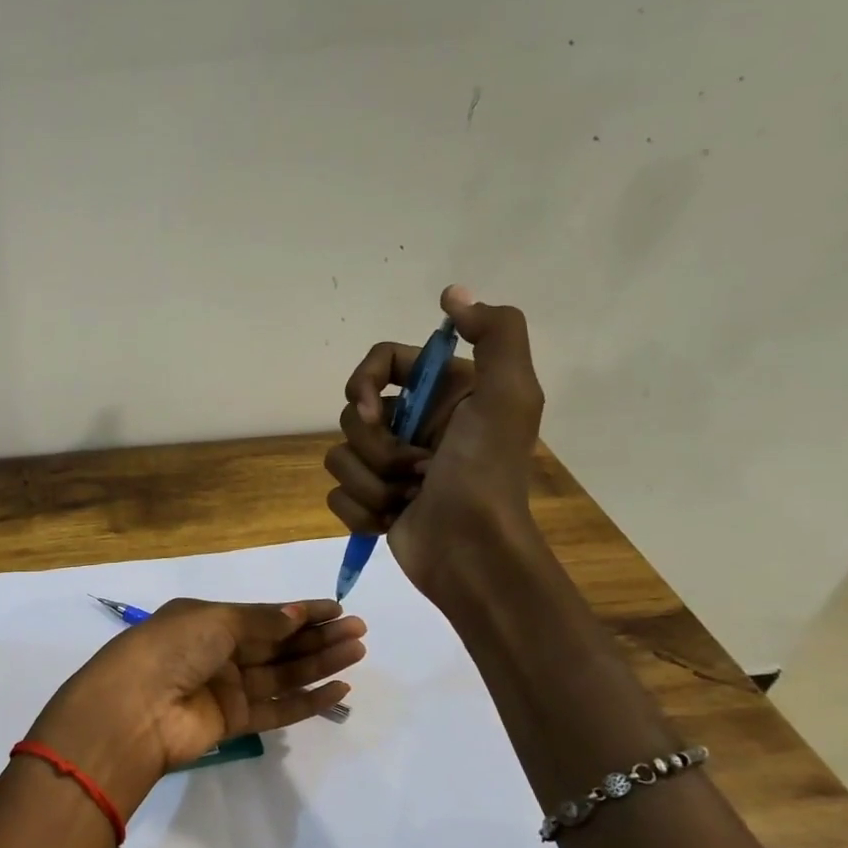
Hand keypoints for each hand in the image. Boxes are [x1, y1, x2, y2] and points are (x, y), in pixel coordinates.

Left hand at [27, 599, 365, 815]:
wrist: (133, 710)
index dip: (300, 612)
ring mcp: (225, 689)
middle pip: (277, 644)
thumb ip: (261, 621)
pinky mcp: (233, 723)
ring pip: (282, 674)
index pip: (263, 615)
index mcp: (207, 620)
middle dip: (317, 636)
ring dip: (319, 664)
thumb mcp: (216, 621)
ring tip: (358, 651)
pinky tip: (338, 689)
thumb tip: (298, 613)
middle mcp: (217, 652)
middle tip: (359, 630)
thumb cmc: (171, 649)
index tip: (337, 608)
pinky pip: (277, 709)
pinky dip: (307, 701)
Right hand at [325, 285, 545, 601]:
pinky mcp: (373, 501)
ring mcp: (391, 466)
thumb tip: (451, 294)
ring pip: (341, 456)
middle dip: (376, 446)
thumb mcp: (509, 395)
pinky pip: (338, 493)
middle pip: (354, 413)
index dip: (365, 383)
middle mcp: (416, 424)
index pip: (381, 362)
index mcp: (444, 394)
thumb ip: (495, 334)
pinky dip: (361, 510)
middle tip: (415, 468)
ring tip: (408, 499)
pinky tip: (391, 520)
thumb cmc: (486, 474)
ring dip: (371, 481)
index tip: (372, 410)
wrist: (473, 553)